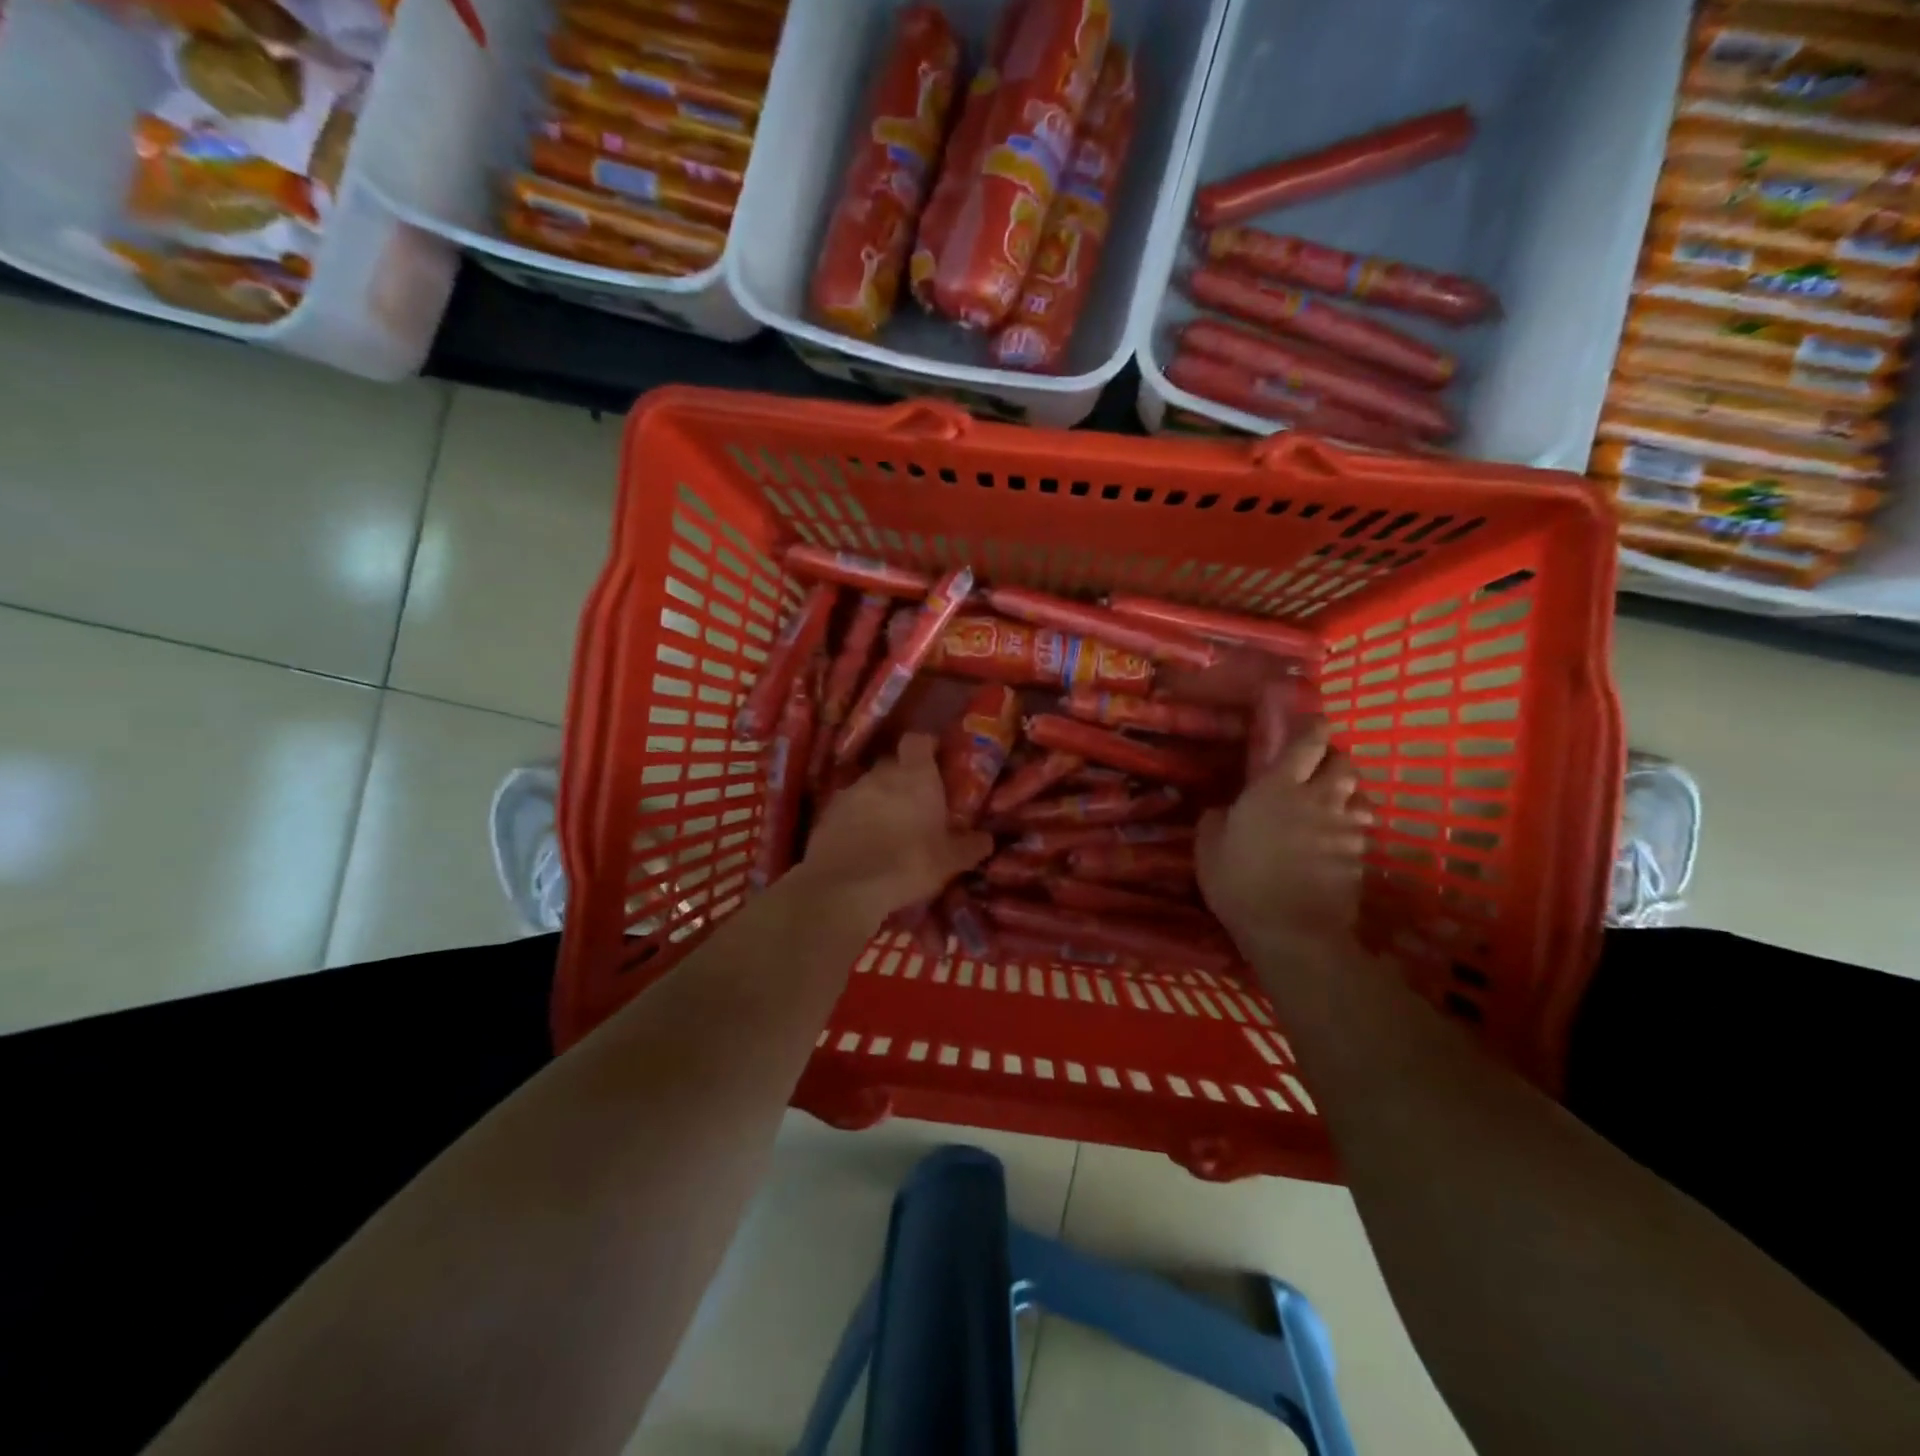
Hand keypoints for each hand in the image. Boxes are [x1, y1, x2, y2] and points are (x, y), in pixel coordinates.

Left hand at [800, 733, 992, 922]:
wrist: (846, 885)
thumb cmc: (909, 863)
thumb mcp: (950, 860)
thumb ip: (970, 846)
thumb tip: (986, 839)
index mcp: (915, 776)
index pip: (918, 740)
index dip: (926, 747)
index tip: (935, 760)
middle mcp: (881, 775)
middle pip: (893, 764)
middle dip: (903, 777)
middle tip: (916, 802)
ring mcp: (850, 792)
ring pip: (869, 787)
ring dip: (879, 800)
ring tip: (889, 828)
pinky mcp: (827, 814)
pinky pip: (848, 809)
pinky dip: (857, 819)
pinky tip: (864, 843)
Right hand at [1196, 719, 1370, 959]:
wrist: (1293, 932)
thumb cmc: (1241, 882)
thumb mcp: (1208, 848)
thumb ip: (1216, 820)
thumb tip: (1222, 810)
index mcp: (1277, 788)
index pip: (1307, 741)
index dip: (1312, 726)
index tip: (1308, 723)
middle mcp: (1318, 799)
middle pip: (1343, 762)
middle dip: (1333, 758)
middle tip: (1315, 768)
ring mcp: (1345, 828)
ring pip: (1359, 794)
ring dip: (1347, 792)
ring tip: (1331, 803)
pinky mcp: (1360, 857)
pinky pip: (1362, 829)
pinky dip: (1352, 827)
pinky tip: (1336, 840)